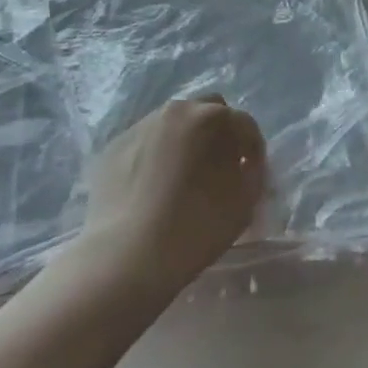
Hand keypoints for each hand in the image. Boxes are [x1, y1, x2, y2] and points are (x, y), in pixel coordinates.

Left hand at [79, 97, 266, 296]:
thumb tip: (244, 165)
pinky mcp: (114, 147)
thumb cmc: (195, 227)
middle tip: (219, 168)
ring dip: (186, 143)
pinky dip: (157, 157)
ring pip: (174, 125)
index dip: (253, 149)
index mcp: (211, 117)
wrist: (126, 256)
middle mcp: (175, 111)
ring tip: (183, 179)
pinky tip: (154, 189)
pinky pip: (146, 144)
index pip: (244, 124)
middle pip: (207, 111)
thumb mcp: (244, 202)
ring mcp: (140, 126)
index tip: (251, 174)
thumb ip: (252, 174)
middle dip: (219, 134)